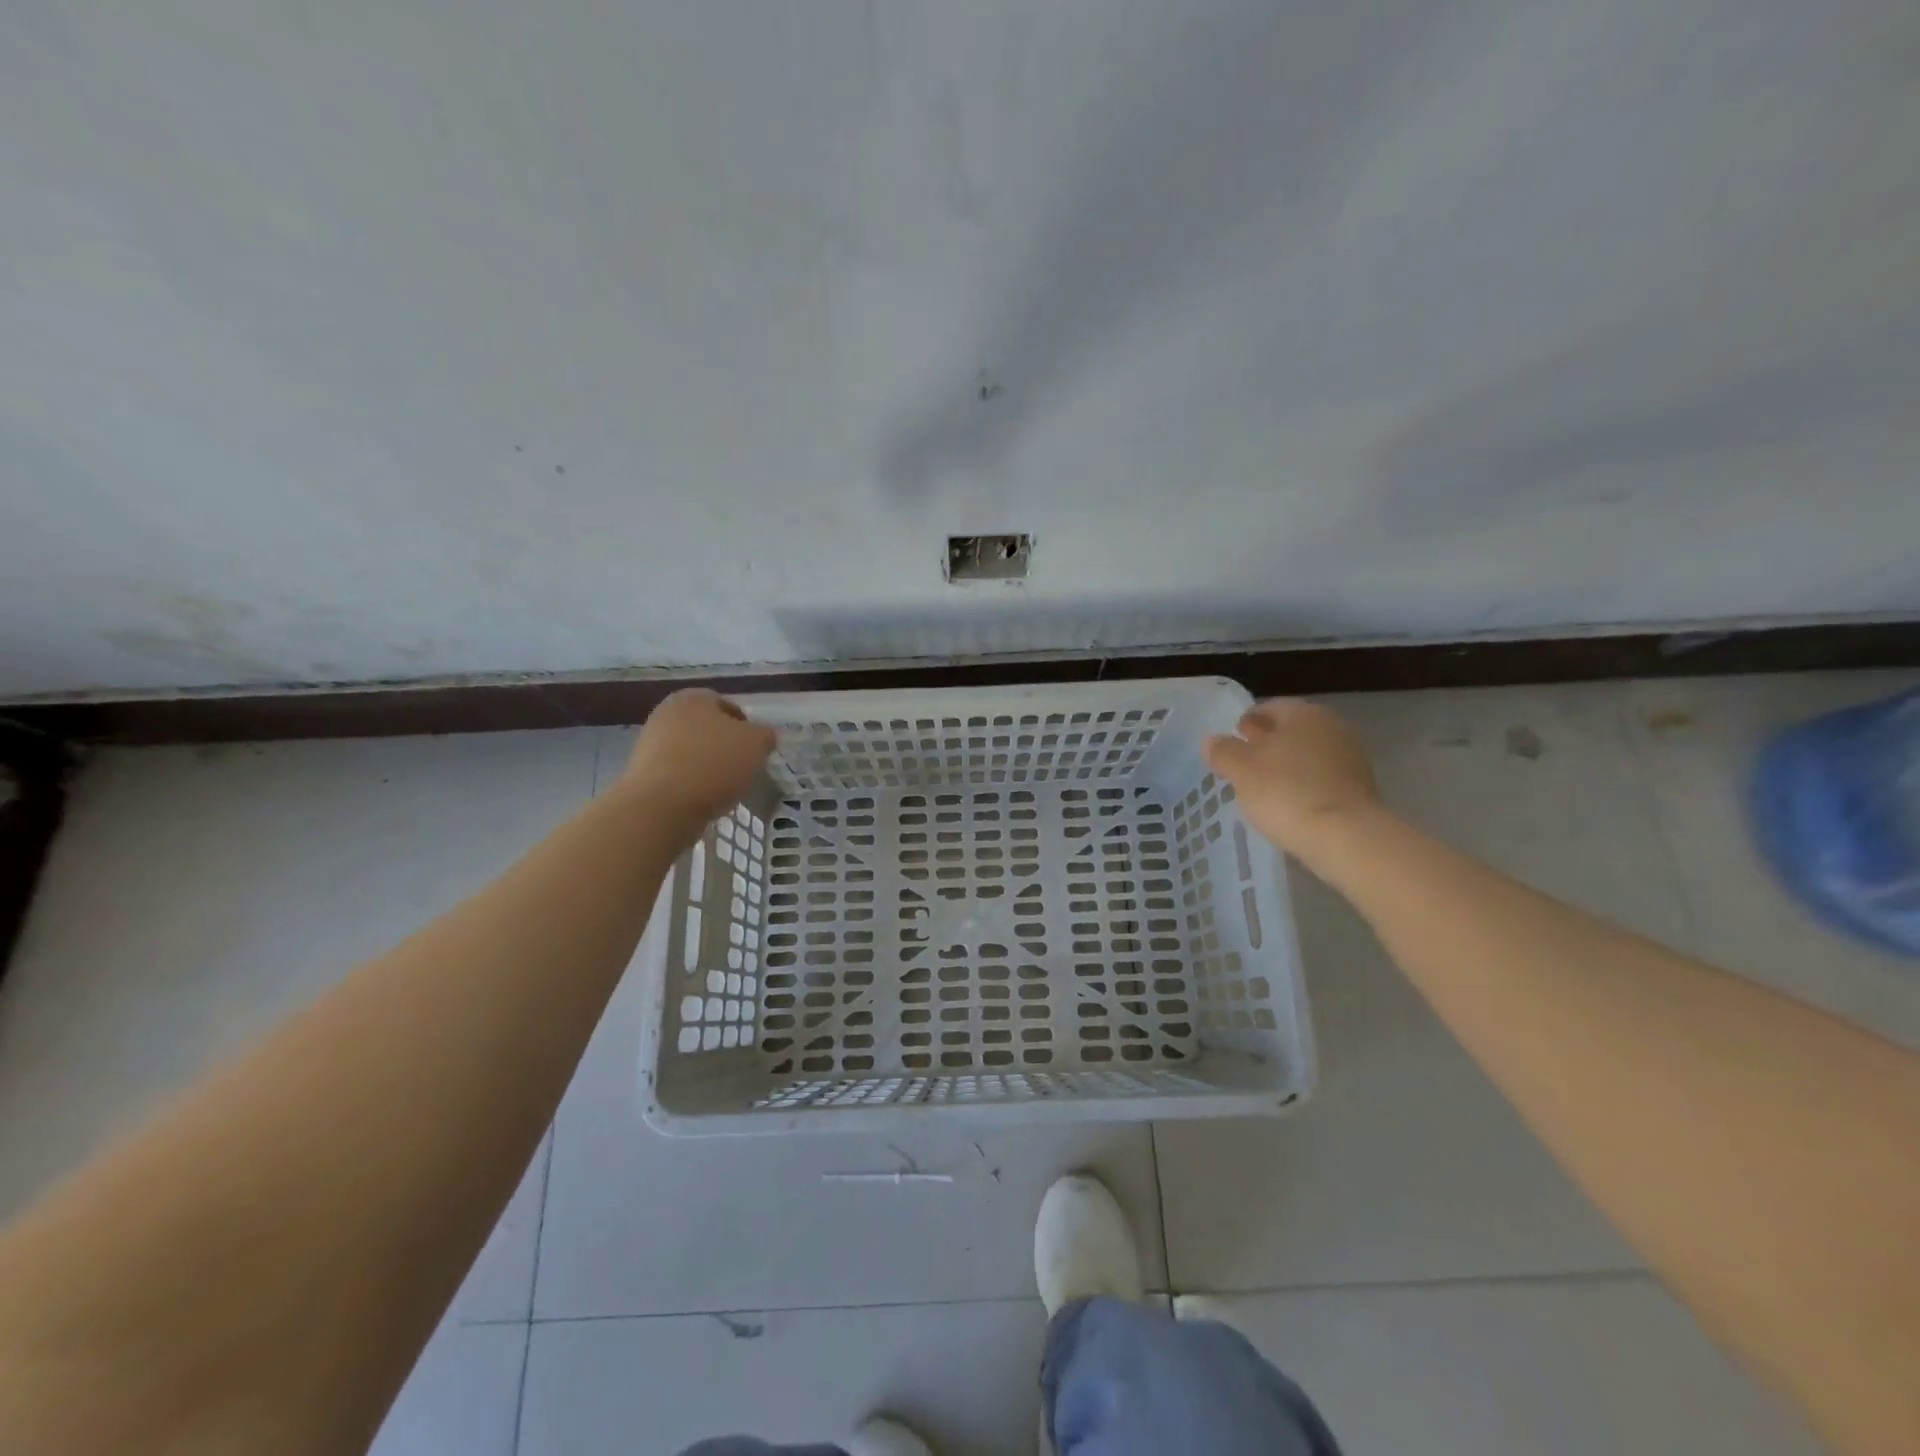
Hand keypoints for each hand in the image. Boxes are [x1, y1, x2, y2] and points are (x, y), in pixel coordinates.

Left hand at [616, 689, 776, 834]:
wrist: (661, 806)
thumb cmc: (713, 764)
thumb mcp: (756, 745)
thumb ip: (765, 736)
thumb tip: (763, 737)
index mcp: (693, 698)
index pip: (728, 706)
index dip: (747, 727)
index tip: (756, 750)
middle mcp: (667, 713)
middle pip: (708, 729)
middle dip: (726, 747)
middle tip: (743, 768)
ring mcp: (650, 743)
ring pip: (692, 752)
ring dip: (709, 766)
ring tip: (724, 788)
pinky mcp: (642, 772)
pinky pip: (678, 773)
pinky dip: (692, 783)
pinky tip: (703, 799)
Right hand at [1205, 700, 1381, 857]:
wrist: (1346, 837)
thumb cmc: (1286, 791)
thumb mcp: (1241, 769)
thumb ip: (1223, 751)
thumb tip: (1212, 740)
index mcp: (1304, 713)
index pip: (1269, 707)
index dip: (1246, 721)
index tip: (1231, 738)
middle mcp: (1333, 727)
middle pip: (1291, 730)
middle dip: (1267, 743)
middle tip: (1243, 762)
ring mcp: (1351, 758)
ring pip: (1307, 755)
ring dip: (1286, 765)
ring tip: (1262, 786)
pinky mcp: (1360, 789)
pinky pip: (1321, 778)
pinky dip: (1303, 785)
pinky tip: (1288, 803)